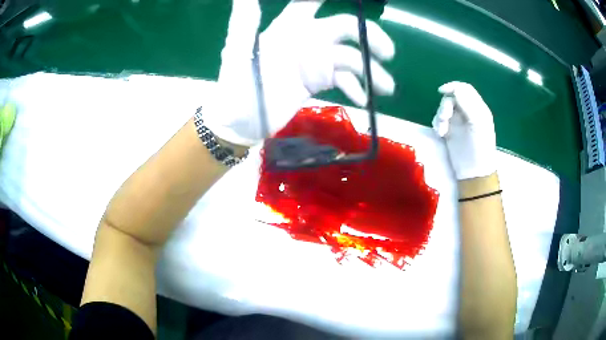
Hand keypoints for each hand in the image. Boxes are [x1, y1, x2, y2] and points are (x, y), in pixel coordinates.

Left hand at [204, 0, 395, 146]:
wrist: (239, 124)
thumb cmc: (235, 88)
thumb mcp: (237, 55)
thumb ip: (244, 24)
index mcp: (286, 28)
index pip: (309, 3)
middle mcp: (305, 40)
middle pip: (345, 29)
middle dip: (369, 36)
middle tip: (387, 52)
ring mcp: (314, 62)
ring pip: (350, 57)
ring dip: (371, 71)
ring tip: (385, 88)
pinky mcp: (318, 83)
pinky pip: (343, 80)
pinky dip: (356, 88)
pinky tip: (363, 99)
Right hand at [432, 82, 495, 179]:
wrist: (474, 172)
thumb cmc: (479, 147)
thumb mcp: (477, 123)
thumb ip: (467, 103)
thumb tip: (454, 89)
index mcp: (477, 108)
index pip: (464, 89)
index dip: (453, 86)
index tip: (441, 91)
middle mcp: (467, 112)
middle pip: (452, 98)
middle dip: (445, 106)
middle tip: (445, 118)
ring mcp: (457, 122)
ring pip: (444, 108)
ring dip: (440, 116)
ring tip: (441, 130)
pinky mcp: (449, 131)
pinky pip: (439, 120)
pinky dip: (437, 124)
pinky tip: (440, 134)